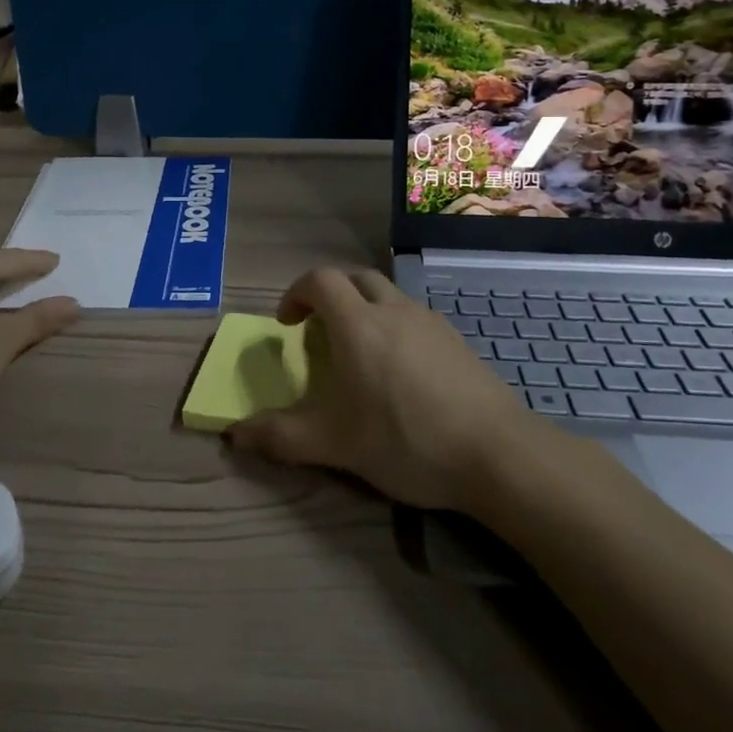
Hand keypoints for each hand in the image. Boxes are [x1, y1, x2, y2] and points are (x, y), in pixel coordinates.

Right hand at [226, 268, 531, 510]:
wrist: (497, 453)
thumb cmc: (406, 441)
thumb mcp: (335, 445)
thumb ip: (281, 436)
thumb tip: (235, 434)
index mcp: (358, 324)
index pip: (319, 280)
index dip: (296, 293)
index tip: (287, 325)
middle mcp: (393, 310)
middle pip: (354, 278)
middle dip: (331, 296)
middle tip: (321, 333)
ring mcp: (430, 322)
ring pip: (388, 296)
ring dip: (365, 310)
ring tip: (361, 356)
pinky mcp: (457, 340)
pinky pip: (415, 318)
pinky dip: (396, 328)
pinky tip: (403, 375)